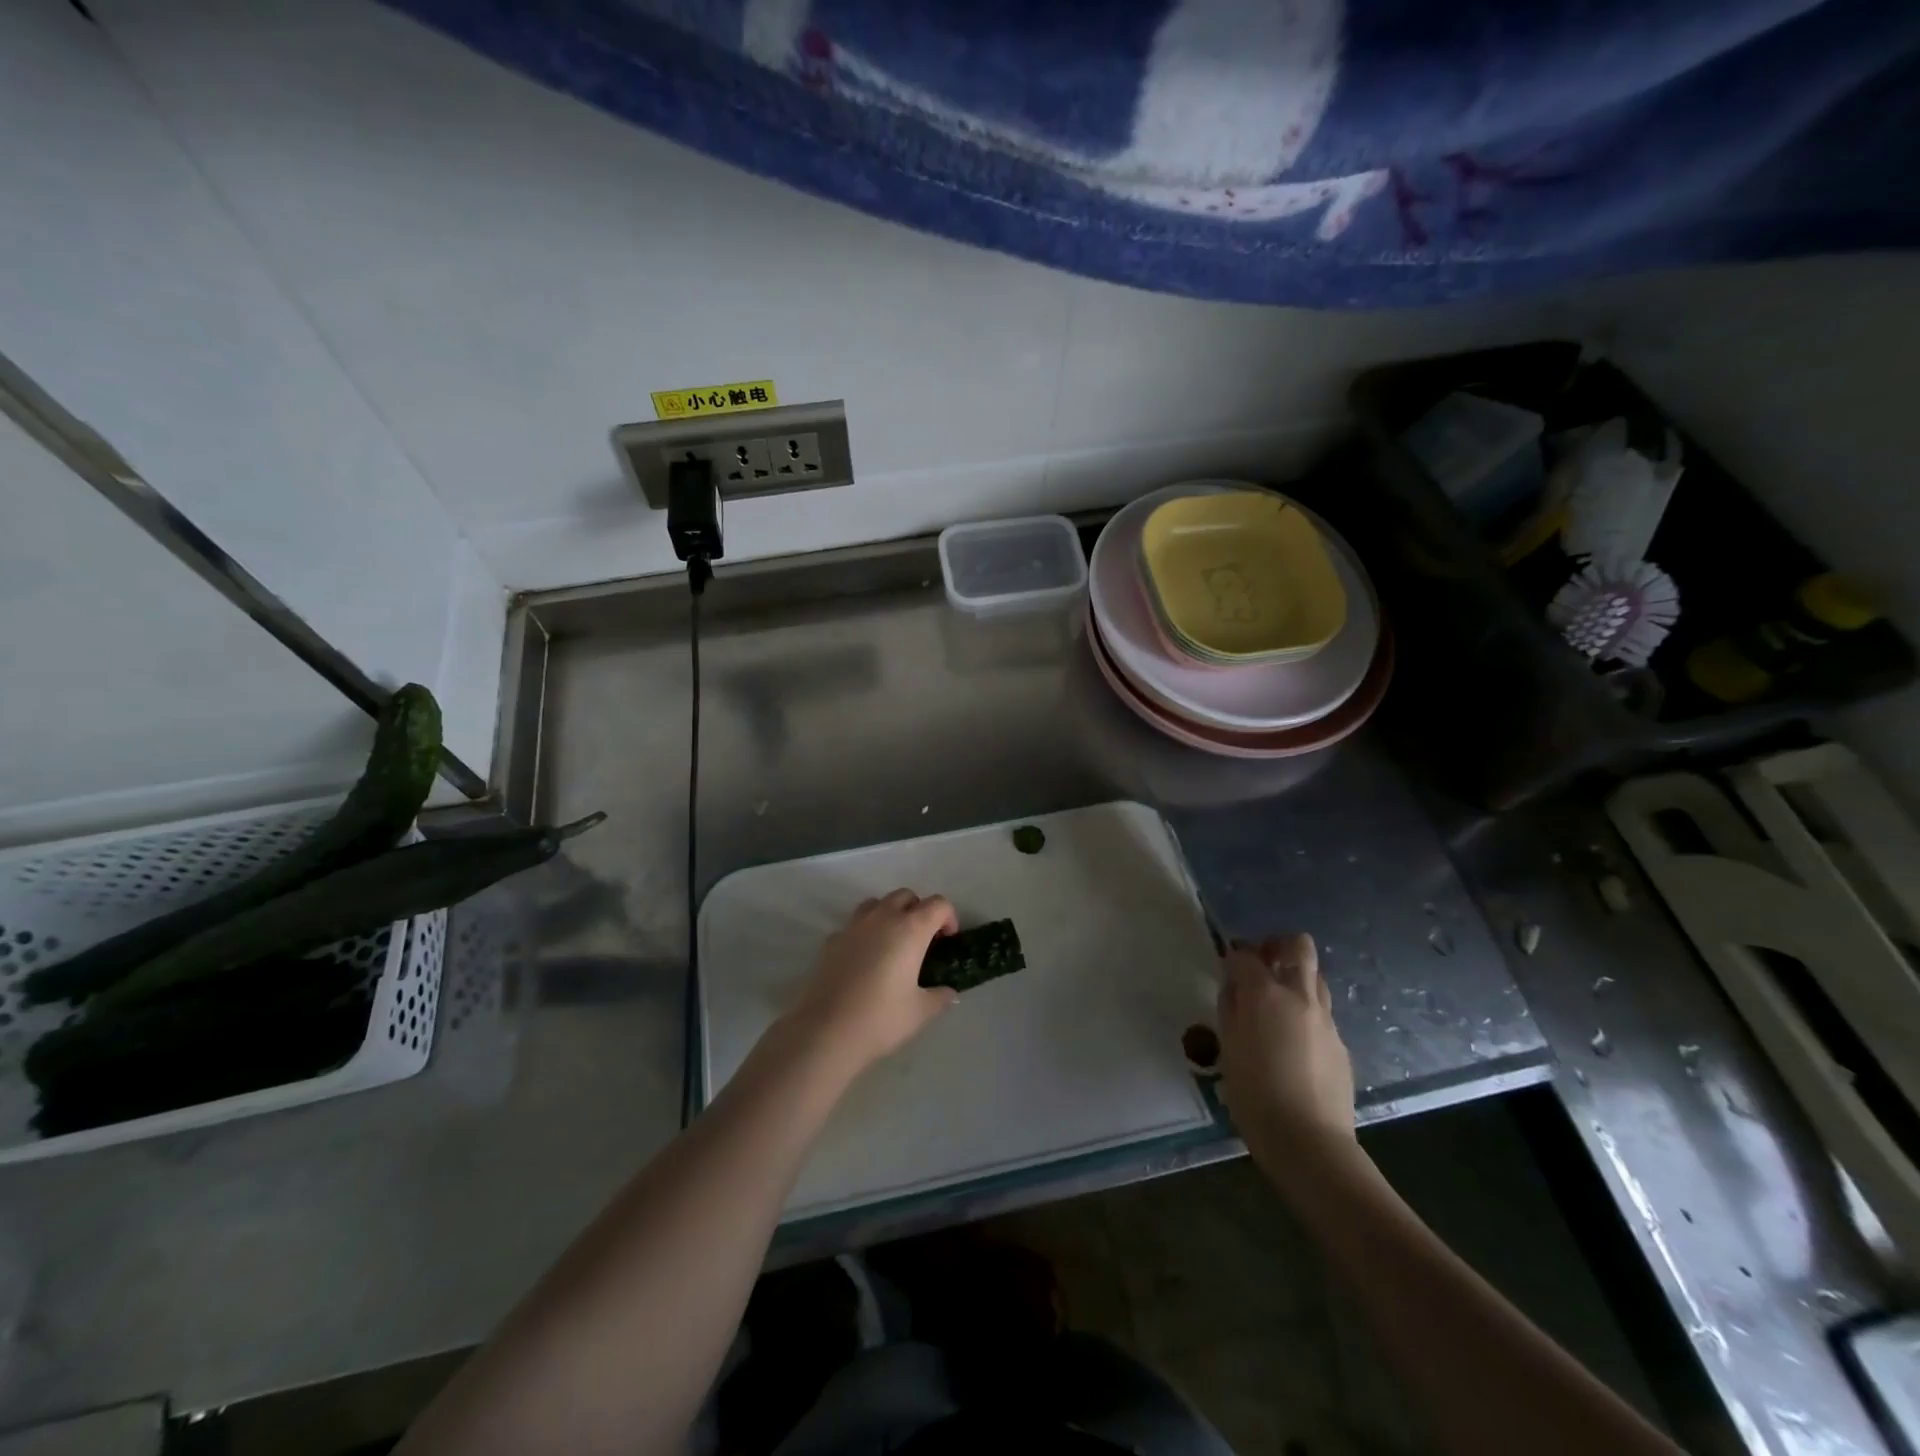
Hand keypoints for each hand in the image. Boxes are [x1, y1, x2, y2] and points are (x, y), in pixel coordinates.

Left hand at [785, 889, 959, 1073]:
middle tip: (923, 942)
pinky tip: (864, 960)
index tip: (948, 941)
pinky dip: (865, 933)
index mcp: (910, 929)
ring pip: (877, 903)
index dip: (948, 918)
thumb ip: (940, 996)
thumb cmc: (881, 1019)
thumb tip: (948, 992)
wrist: (825, 1031)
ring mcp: (853, 926)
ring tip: (893, 945)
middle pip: (906, 896)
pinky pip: (854, 924)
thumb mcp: (921, 1012)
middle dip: (919, 911)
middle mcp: (882, 918)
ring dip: (890, 914)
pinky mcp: (831, 940)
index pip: (938, 904)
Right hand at [1218, 933, 1355, 1166]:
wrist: (1310, 1142)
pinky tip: (1293, 1041)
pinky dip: (1306, 1012)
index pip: (1247, 955)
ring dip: (1296, 976)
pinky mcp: (1340, 1044)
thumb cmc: (1255, 1095)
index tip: (1227, 964)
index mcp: (1265, 995)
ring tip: (1277, 1002)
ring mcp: (1326, 1020)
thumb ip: (1230, 1009)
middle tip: (1262, 961)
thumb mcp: (1228, 1048)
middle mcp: (1300, 997)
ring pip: (1316, 978)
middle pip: (1299, 946)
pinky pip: (1322, 1013)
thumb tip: (1234, 987)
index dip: (1234, 955)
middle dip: (1278, 944)